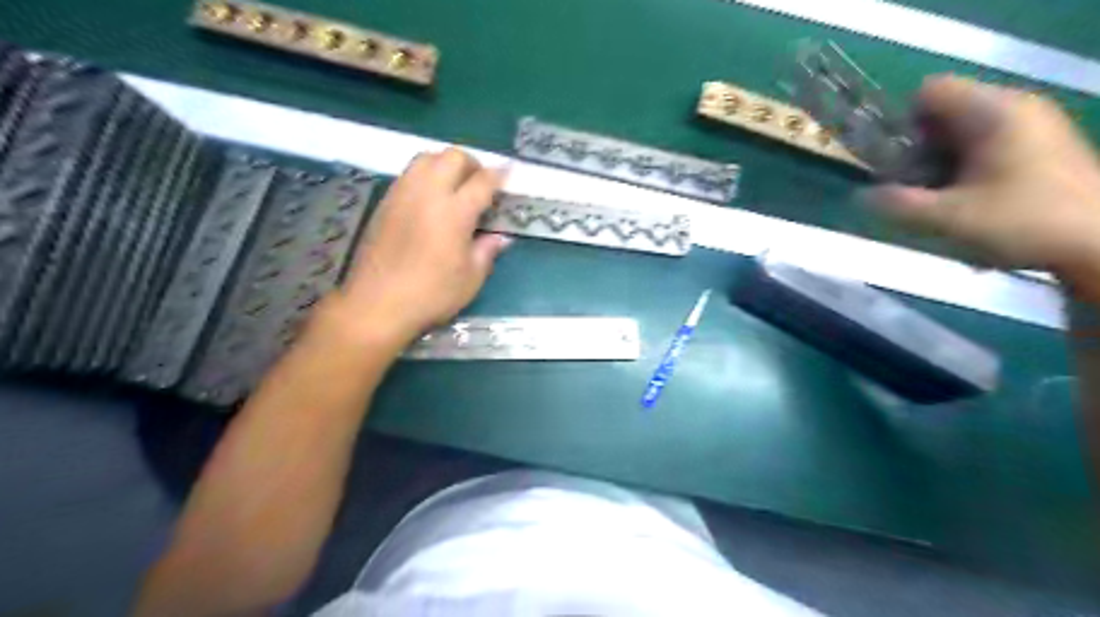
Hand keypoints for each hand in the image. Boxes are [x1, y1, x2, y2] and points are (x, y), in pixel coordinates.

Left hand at [323, 148, 508, 345]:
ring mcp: (403, 194)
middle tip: (480, 183)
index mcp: (455, 212)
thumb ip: (487, 251)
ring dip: (445, 164)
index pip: (482, 181)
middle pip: (452, 157)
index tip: (508, 173)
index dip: (499, 175)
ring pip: (426, 158)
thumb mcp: (470, 279)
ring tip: (454, 186)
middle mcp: (428, 193)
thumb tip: (499, 237)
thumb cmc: (431, 295)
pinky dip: (425, 175)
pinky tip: (430, 199)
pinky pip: (409, 174)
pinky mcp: (385, 203)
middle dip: (472, 163)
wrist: (377, 304)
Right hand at [870, 75, 1098, 282]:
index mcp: (993, 112)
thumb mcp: (948, 218)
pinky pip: (984, 146)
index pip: (929, 92)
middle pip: (943, 114)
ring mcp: (1031, 126)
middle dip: (918, 150)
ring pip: (961, 134)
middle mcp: (1014, 108)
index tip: (896, 161)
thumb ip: (898, 205)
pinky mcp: (1039, 147)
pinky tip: (966, 202)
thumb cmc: (1024, 222)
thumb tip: (861, 196)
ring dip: (939, 164)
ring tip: (938, 200)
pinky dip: (964, 170)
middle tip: (914, 187)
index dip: (903, 123)